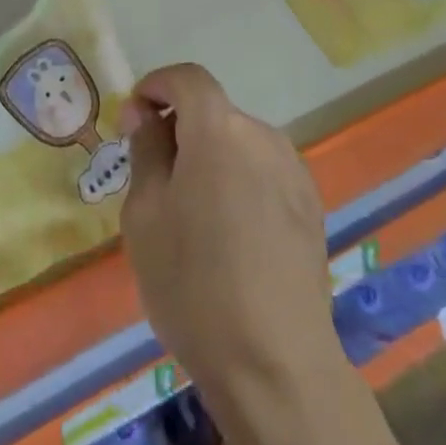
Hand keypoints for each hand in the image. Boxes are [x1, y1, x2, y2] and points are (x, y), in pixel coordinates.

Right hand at [119, 65, 344, 424]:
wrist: (275, 366)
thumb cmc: (193, 283)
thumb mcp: (146, 214)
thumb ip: (146, 151)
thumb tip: (145, 114)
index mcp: (218, 130)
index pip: (187, 78)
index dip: (157, 86)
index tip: (134, 118)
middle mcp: (262, 136)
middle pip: (213, 112)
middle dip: (180, 130)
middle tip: (154, 179)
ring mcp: (293, 171)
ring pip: (238, 143)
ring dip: (210, 157)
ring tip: (192, 215)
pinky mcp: (311, 206)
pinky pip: (262, 172)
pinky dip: (238, 181)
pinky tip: (230, 236)